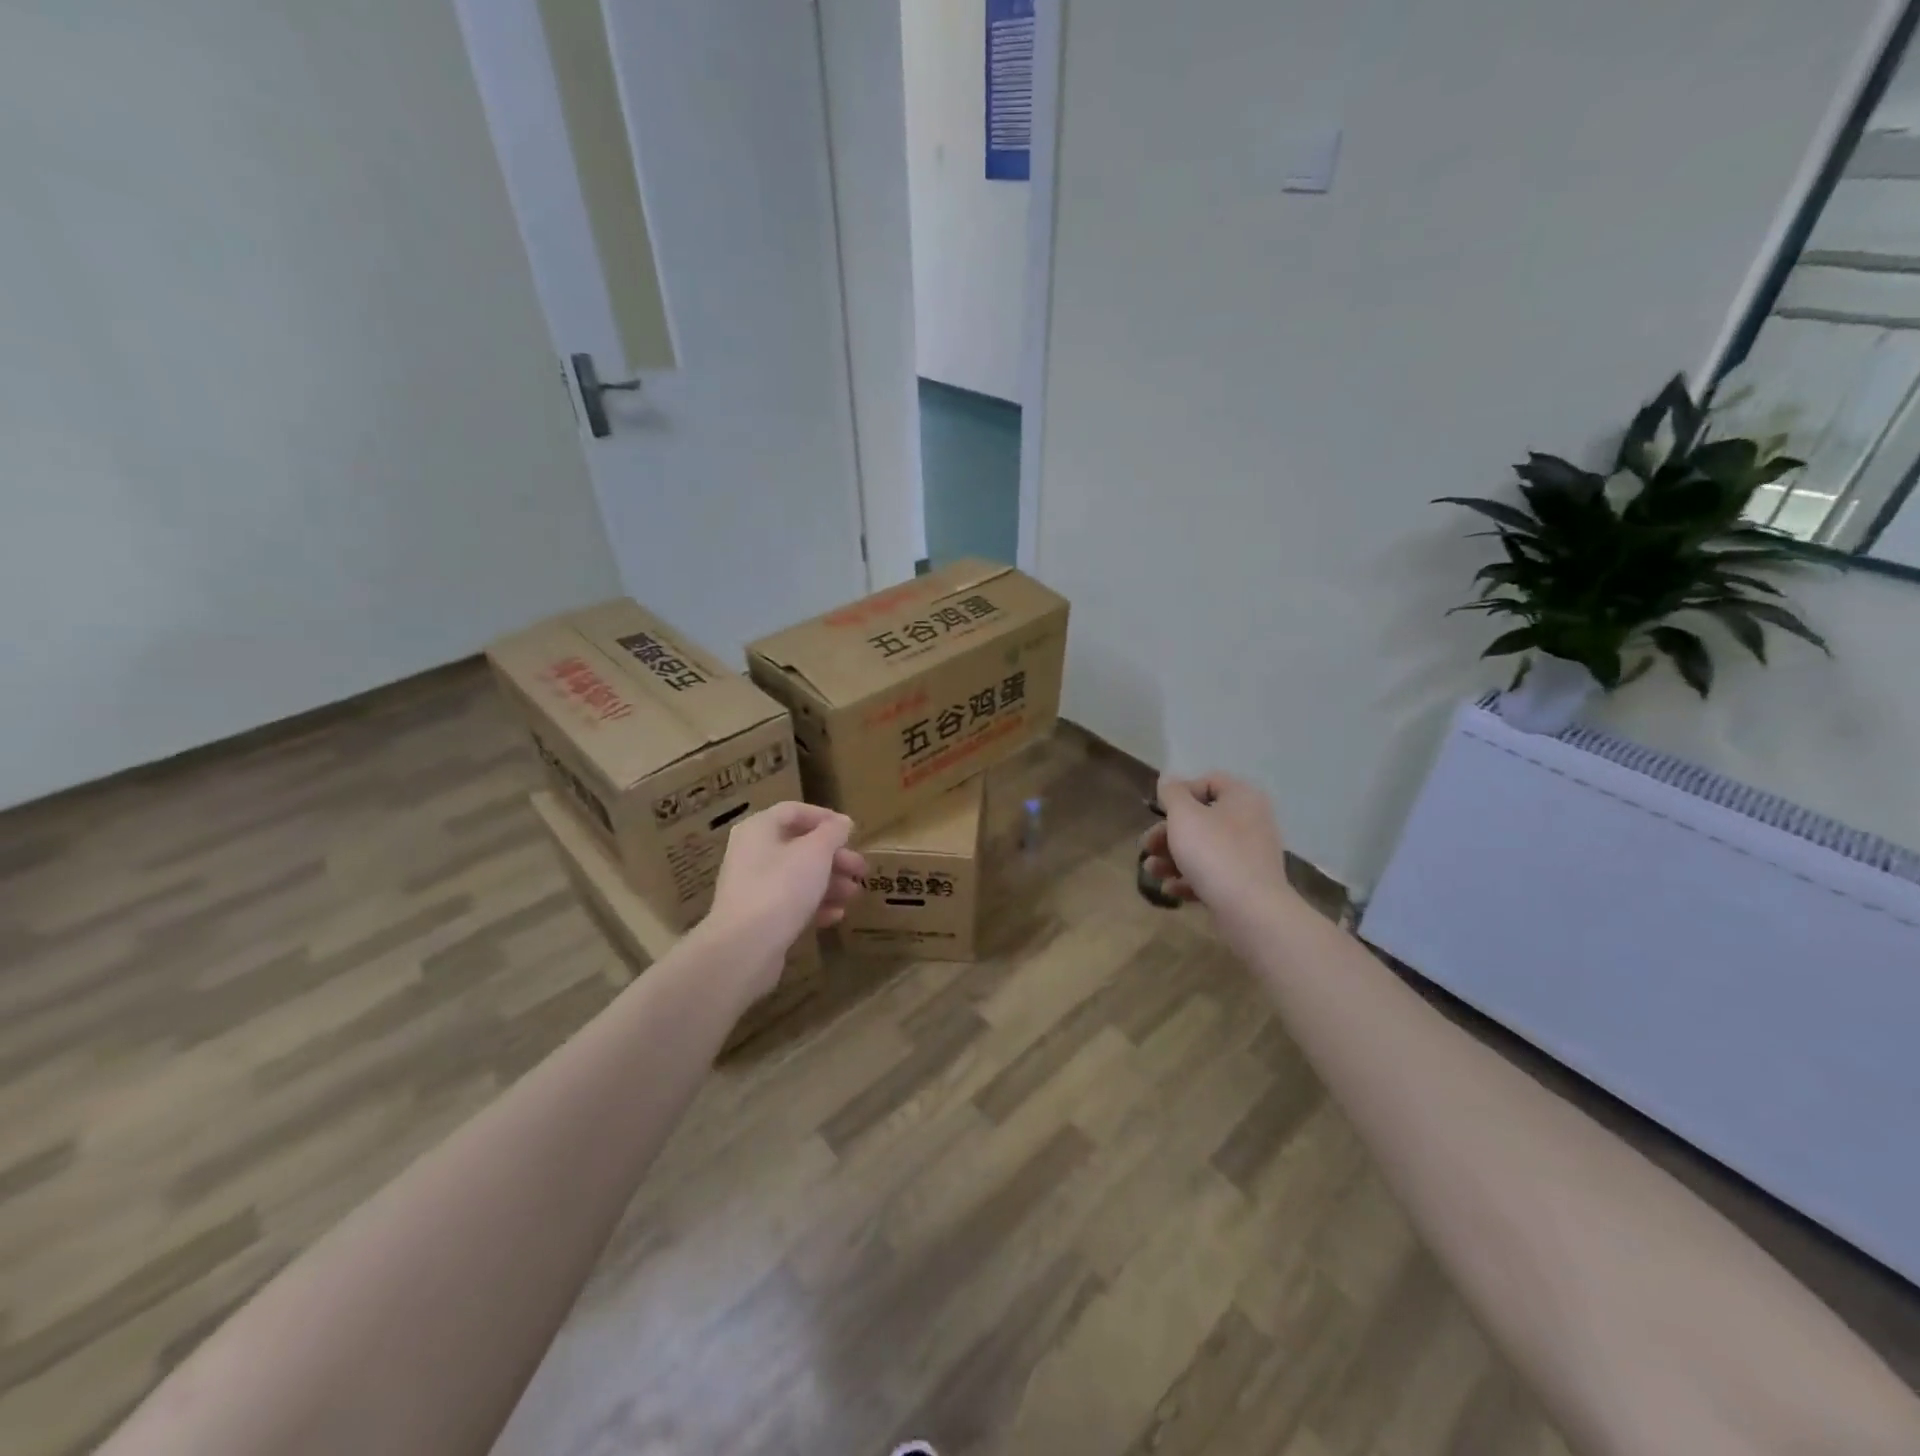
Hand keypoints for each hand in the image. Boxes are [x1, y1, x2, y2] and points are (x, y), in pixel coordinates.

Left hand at [705, 803, 866, 997]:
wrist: (745, 946)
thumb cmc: (782, 886)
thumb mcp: (816, 852)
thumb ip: (832, 833)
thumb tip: (842, 822)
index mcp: (759, 829)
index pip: (794, 811)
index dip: (825, 817)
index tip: (852, 831)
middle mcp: (751, 853)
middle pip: (799, 846)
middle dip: (834, 857)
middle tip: (861, 869)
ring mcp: (752, 887)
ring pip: (797, 876)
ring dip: (829, 883)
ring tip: (854, 895)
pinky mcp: (757, 917)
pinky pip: (790, 903)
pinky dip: (814, 906)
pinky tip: (835, 916)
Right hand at [1139, 772, 1289, 914]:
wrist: (1250, 909)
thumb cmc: (1213, 851)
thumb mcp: (1184, 815)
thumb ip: (1172, 793)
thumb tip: (1170, 781)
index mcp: (1242, 798)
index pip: (1209, 782)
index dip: (1180, 793)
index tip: (1159, 811)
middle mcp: (1251, 822)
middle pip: (1202, 819)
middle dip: (1168, 833)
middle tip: (1147, 846)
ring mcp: (1251, 855)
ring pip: (1204, 849)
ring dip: (1173, 858)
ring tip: (1152, 871)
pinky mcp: (1247, 884)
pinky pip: (1214, 875)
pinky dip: (1190, 879)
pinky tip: (1170, 890)